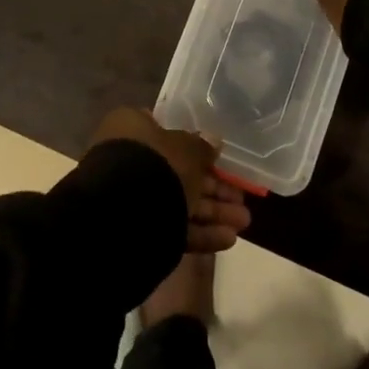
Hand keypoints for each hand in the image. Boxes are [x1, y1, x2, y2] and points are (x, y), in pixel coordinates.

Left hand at [88, 107, 252, 252]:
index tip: (218, 157)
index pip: (165, 131)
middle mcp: (128, 160)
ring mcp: (131, 197)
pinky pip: (172, 227)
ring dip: (213, 212)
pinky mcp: (137, 229)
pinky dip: (200, 233)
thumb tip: (213, 140)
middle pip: (177, 171)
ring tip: (244, 222)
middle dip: (213, 187)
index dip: (194, 144)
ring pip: (178, 202)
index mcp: (132, 129)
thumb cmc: (155, 164)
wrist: (123, 215)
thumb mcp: (187, 148)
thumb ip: (202, 146)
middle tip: (241, 198)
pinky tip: (228, 239)